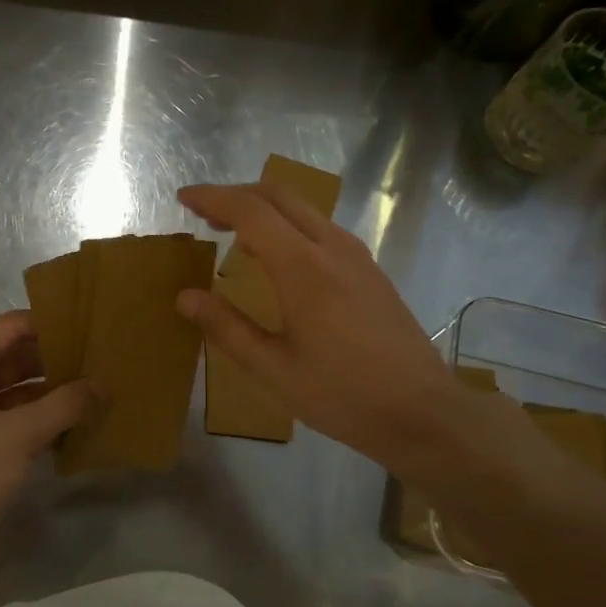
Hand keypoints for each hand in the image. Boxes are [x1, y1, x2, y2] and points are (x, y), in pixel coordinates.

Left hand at [0, 311, 97, 555]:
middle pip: (19, 354)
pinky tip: (85, 418)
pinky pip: (21, 414)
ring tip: (104, 383)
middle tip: (107, 355)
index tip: (96, 325)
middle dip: (60, 357)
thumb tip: (104, 386)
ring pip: (23, 386)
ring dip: (57, 388)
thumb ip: (65, 405)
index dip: (54, 323)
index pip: (14, 326)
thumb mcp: (19, 435)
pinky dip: (48, 415)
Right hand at [176, 182, 530, 475]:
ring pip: (305, 209)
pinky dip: (290, 226)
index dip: (213, 198)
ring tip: (235, 231)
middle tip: (204, 211)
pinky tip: (280, 257)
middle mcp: (333, 248)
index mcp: (304, 268)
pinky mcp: (371, 271)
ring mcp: (358, 257)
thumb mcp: (274, 370)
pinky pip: (322, 229)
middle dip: (237, 195)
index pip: (251, 211)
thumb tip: (186, 297)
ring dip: (266, 208)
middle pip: (280, 196)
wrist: (421, 411)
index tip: (184, 198)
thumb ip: (228, 328)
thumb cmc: (342, 395)